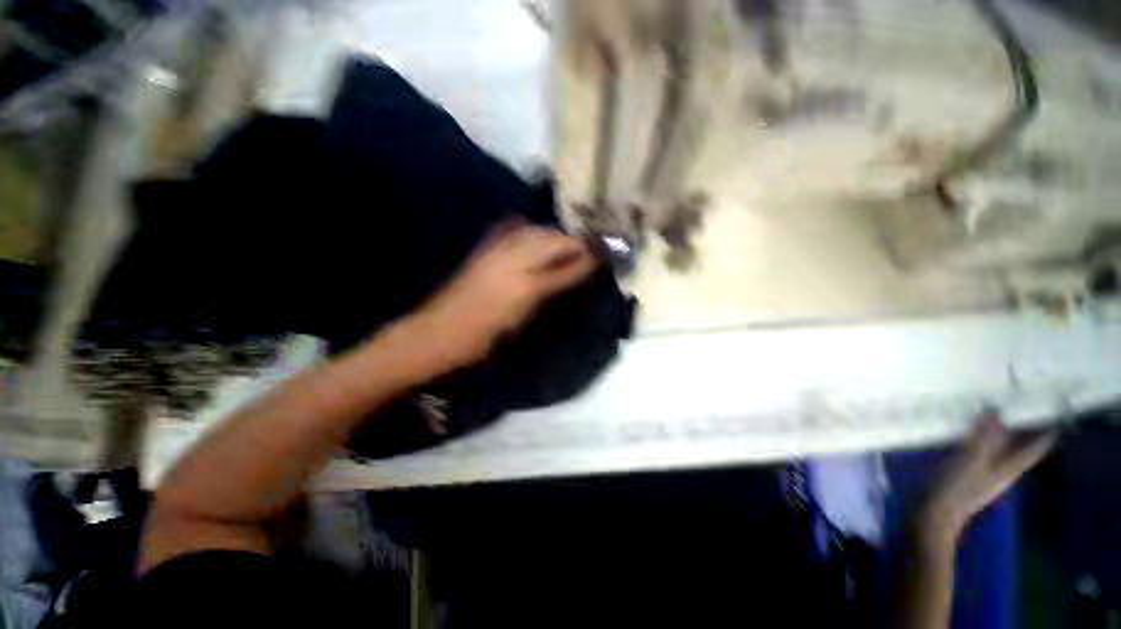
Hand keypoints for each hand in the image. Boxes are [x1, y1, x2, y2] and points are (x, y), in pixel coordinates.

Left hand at [407, 220, 597, 372]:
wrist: (441, 330)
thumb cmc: (485, 333)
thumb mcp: (524, 314)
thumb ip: (552, 287)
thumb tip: (576, 271)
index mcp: (525, 281)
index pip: (563, 260)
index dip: (583, 255)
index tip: (600, 255)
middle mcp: (512, 257)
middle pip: (549, 238)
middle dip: (571, 241)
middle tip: (587, 249)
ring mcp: (495, 249)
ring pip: (533, 231)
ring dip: (553, 235)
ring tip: (566, 245)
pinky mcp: (484, 249)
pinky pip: (514, 232)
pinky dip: (531, 232)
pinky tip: (537, 238)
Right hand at [919, 413, 1055, 547]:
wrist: (934, 515)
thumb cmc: (957, 489)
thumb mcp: (971, 461)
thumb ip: (983, 438)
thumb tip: (995, 412)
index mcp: (1009, 469)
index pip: (1032, 450)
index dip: (1043, 435)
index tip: (1055, 419)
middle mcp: (1002, 472)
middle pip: (1017, 450)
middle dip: (1021, 433)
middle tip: (1021, 412)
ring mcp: (984, 476)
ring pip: (998, 452)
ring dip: (998, 436)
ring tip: (992, 418)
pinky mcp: (967, 478)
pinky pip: (980, 455)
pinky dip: (979, 443)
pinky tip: (968, 437)